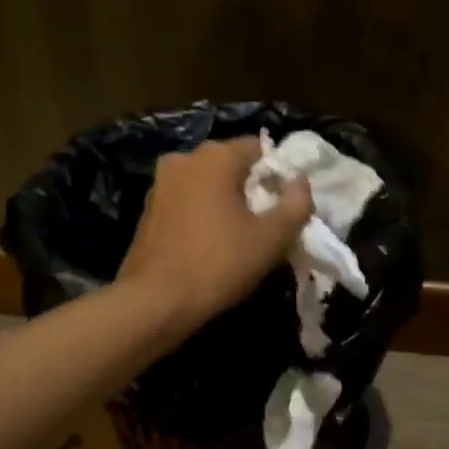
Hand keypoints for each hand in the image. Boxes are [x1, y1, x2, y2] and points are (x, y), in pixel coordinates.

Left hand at [118, 137, 311, 326]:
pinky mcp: (148, 207)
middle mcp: (184, 158)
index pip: (258, 147)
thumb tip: (301, 181)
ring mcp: (161, 182)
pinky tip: (210, 241)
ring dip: (225, 200)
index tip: (285, 203)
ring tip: (239, 234)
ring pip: (207, 182)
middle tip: (266, 221)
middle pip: (230, 163)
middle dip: (250, 186)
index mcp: (215, 156)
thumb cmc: (219, 264)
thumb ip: (296, 204)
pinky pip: (187, 199)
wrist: (155, 301)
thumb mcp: (272, 239)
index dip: (277, 173)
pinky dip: (202, 212)